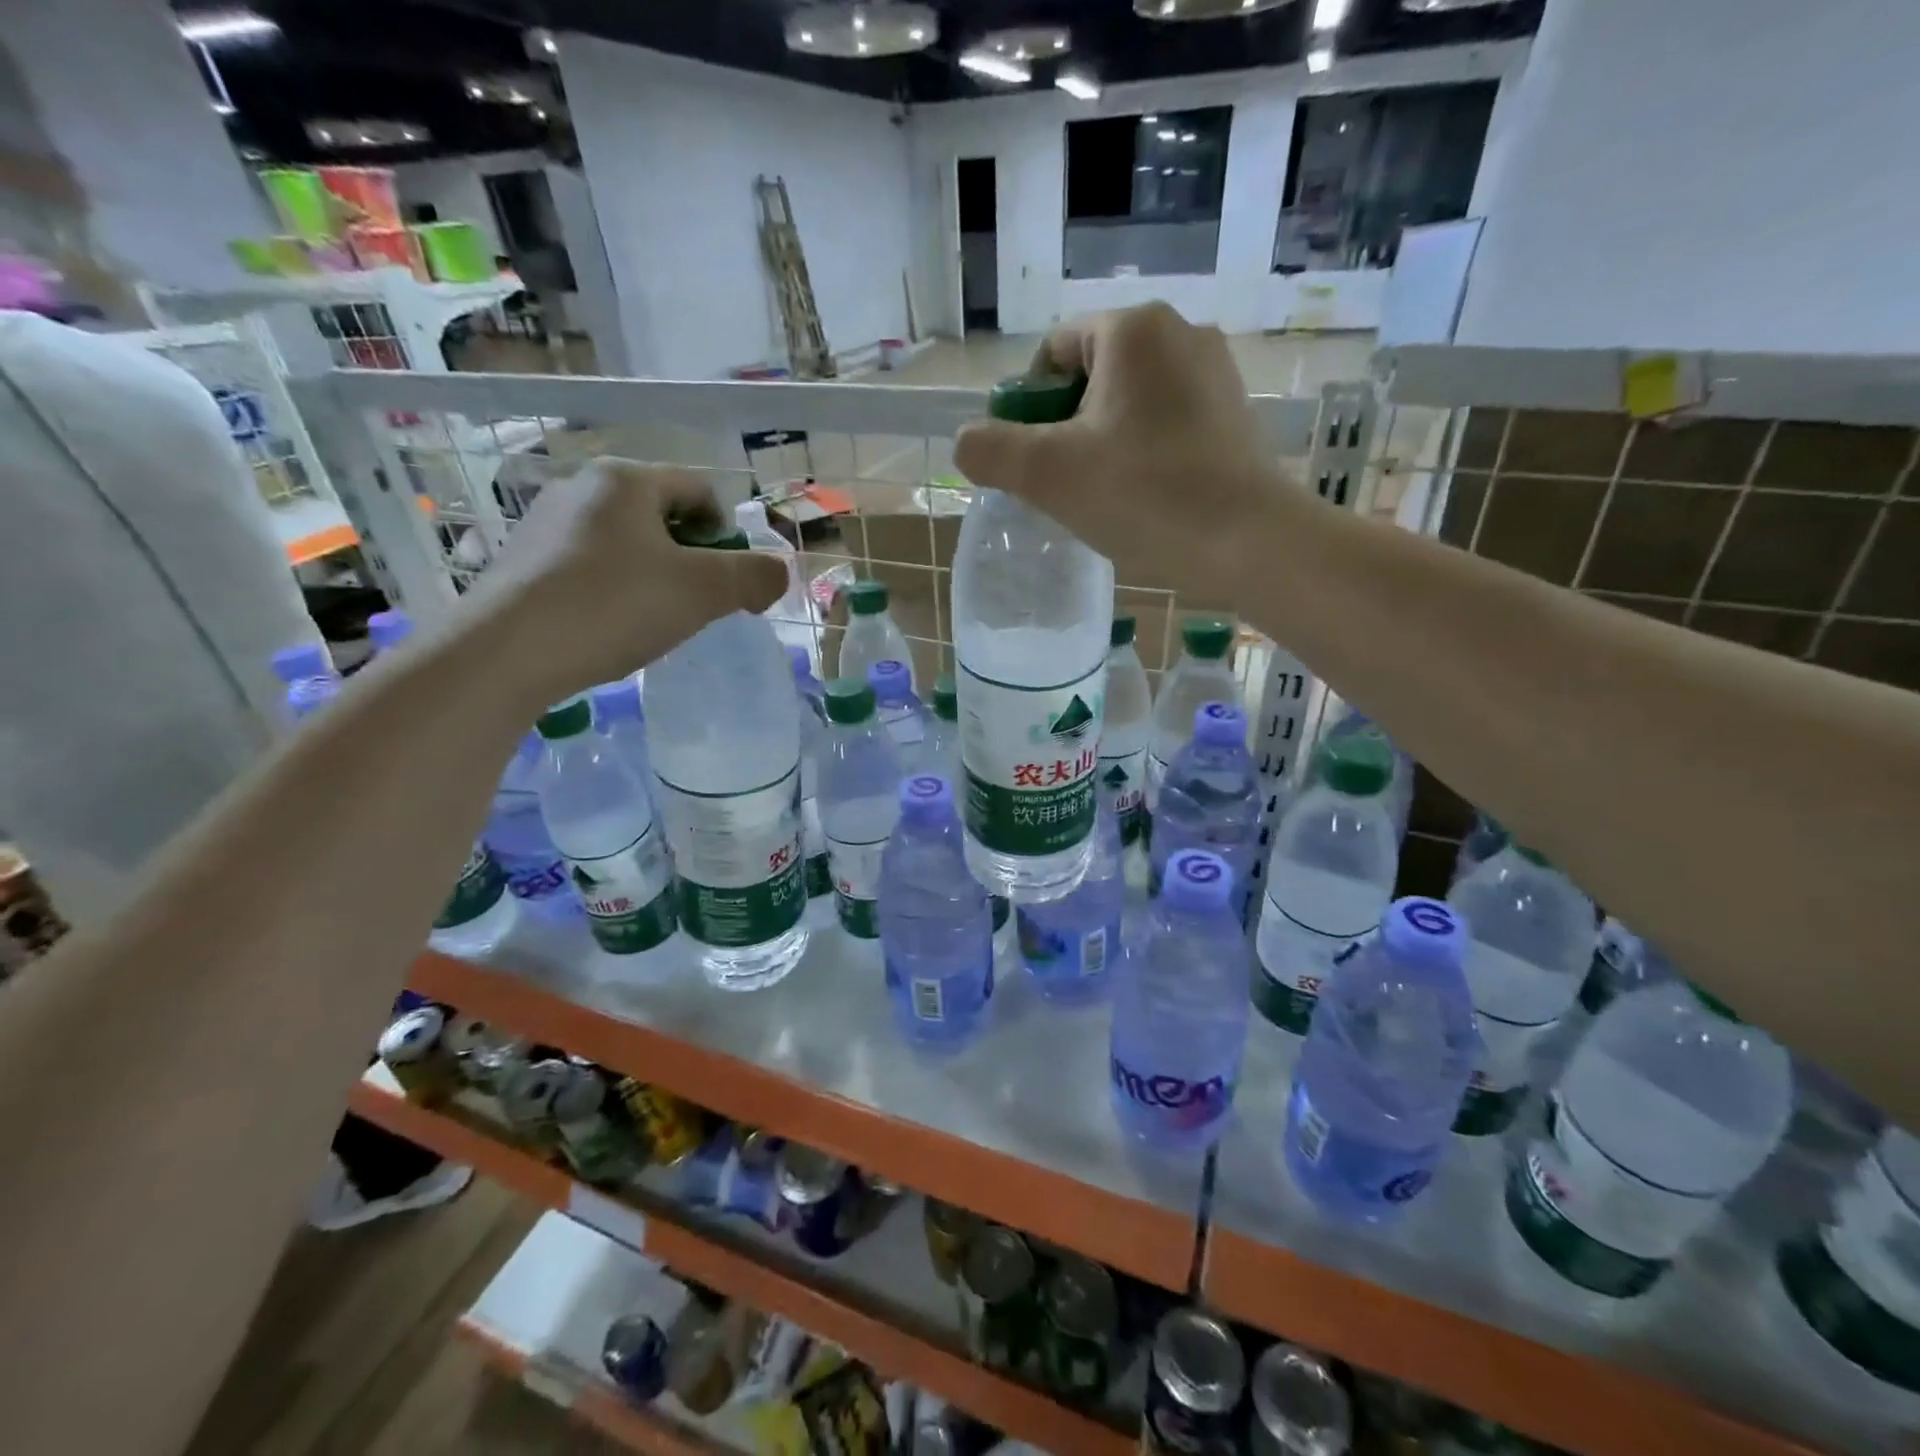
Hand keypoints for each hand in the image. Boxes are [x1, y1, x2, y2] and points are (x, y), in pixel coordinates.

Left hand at [477, 459, 786, 695]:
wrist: (506, 652)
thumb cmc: (614, 606)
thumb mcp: (703, 591)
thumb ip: (754, 576)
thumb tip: (779, 573)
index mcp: (626, 479)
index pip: (700, 490)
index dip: (728, 534)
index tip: (730, 579)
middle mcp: (581, 487)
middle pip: (662, 514)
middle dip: (691, 556)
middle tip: (698, 602)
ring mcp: (545, 522)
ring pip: (626, 541)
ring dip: (654, 574)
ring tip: (654, 618)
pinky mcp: (523, 560)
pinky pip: (590, 564)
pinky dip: (614, 588)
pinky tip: (610, 625)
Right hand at [952, 303, 1299, 593]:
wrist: (1247, 540)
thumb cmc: (1143, 495)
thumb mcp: (1047, 474)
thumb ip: (990, 450)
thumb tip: (967, 442)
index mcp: (1132, 329)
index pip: (1054, 353)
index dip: (1028, 408)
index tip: (1033, 461)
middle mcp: (1179, 331)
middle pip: (1091, 377)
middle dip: (1065, 428)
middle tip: (1065, 485)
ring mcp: (1214, 372)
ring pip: (1128, 403)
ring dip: (1102, 443)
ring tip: (1103, 496)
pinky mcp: (1233, 412)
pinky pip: (1165, 422)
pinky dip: (1142, 452)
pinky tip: (1143, 496)